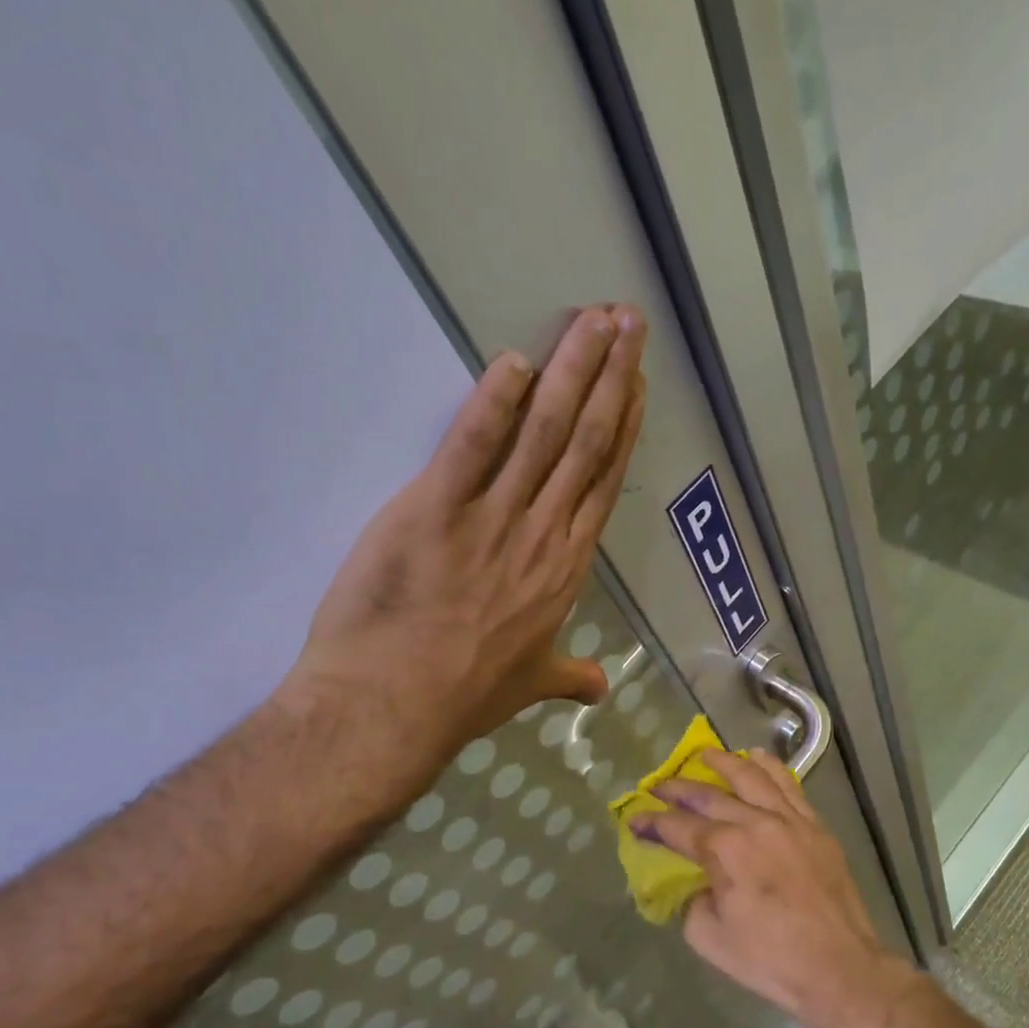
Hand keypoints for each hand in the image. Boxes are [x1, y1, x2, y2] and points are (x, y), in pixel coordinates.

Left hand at [277, 305, 646, 804]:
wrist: (392, 708)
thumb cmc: (463, 697)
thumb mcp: (530, 685)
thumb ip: (569, 677)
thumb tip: (600, 688)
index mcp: (565, 569)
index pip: (604, 482)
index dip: (623, 428)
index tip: (636, 384)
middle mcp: (542, 534)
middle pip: (584, 442)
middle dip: (609, 377)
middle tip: (627, 321)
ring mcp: (492, 519)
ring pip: (543, 432)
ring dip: (571, 370)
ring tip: (593, 319)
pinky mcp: (434, 509)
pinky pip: (473, 444)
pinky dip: (493, 399)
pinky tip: (514, 358)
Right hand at [632, 750, 913, 1027]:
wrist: (839, 968)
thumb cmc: (770, 960)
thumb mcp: (709, 938)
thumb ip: (691, 901)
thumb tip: (694, 882)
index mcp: (725, 849)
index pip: (678, 827)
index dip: (651, 822)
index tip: (634, 819)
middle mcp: (755, 822)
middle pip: (709, 795)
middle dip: (677, 788)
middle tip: (657, 786)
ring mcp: (789, 819)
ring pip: (752, 776)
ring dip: (723, 762)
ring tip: (704, 755)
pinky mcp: (815, 825)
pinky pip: (789, 784)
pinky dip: (769, 767)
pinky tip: (756, 758)